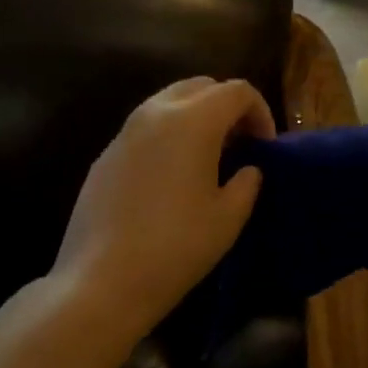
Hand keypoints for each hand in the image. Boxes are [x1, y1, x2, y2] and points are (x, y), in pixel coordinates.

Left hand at [51, 77, 273, 330]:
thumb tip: (247, 170)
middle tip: (240, 144)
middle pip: (201, 86)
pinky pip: (145, 128)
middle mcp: (156, 113)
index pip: (237, 91)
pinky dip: (168, 136)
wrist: (101, 281)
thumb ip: (247, 183)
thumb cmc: (176, 246)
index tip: (265, 146)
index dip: (260, 112)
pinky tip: (172, 177)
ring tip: (208, 158)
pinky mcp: (105, 155)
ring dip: (196, 117)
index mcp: (193, 120)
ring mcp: (125, 132)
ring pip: (169, 102)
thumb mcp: (228, 218)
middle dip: (227, 106)